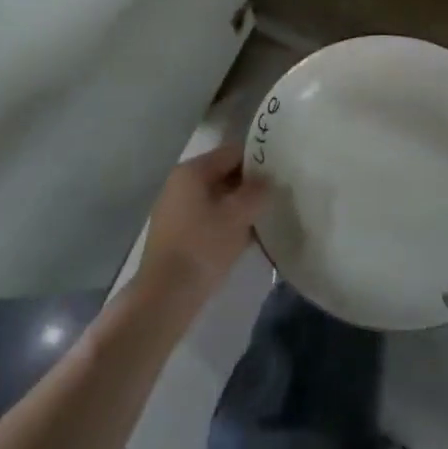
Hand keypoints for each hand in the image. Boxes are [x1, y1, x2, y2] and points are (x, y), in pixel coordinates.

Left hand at [137, 144, 270, 310]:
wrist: (166, 295)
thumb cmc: (203, 246)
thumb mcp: (238, 216)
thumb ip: (257, 192)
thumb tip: (268, 180)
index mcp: (192, 171)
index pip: (232, 153)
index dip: (258, 160)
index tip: (281, 173)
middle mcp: (181, 184)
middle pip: (224, 174)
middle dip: (250, 186)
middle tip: (277, 197)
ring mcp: (176, 209)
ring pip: (218, 198)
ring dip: (240, 207)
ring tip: (266, 219)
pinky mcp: (177, 233)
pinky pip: (209, 218)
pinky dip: (227, 223)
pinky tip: (247, 238)